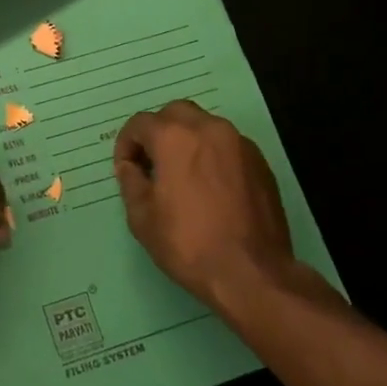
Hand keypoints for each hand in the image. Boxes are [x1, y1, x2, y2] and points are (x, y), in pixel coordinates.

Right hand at [114, 101, 303, 312]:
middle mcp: (209, 129)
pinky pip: (227, 146)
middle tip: (151, 164)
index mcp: (174, 137)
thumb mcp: (142, 217)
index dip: (126, 144)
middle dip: (158, 132)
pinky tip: (209, 187)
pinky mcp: (260, 163)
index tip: (126, 169)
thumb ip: (131, 182)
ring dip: (187, 141)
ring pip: (205, 126)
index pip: (140, 123)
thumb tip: (129, 166)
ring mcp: (240, 144)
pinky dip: (212, 155)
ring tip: (181, 175)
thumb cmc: (187, 243)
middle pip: (175, 114)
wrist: (251, 272)